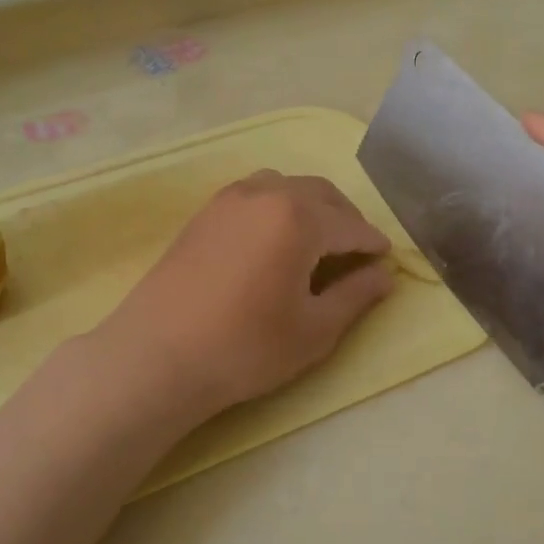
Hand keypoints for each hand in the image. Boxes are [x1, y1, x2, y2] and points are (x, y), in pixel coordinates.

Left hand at [94, 170, 396, 422]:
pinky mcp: (204, 213)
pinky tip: (276, 240)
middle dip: (346, 219)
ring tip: (318, 242)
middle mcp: (266, 193)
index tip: (386, 260)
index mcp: (299, 218)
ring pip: (286, 187)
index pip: (351, 225)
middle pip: (321, 194)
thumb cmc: (245, 348)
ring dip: (312, 207)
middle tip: (357, 253)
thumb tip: (384, 275)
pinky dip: (279, 206)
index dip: (373, 244)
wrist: (157, 356)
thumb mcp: (314, 330)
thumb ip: (355, 296)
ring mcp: (229, 199)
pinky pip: (255, 193)